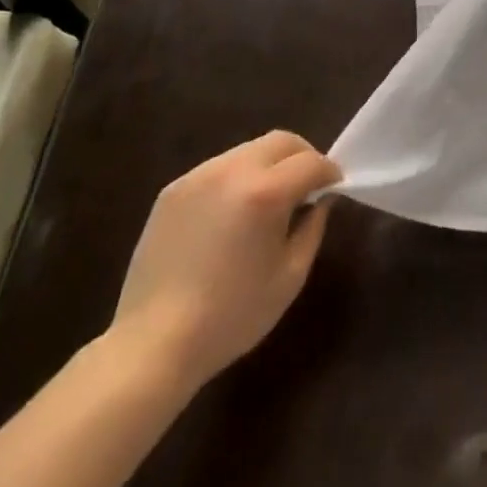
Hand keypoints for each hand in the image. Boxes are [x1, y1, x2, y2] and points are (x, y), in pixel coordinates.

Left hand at [108, 131, 340, 395]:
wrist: (152, 345)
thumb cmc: (231, 316)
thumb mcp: (289, 277)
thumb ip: (312, 228)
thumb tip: (320, 199)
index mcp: (264, 192)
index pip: (310, 162)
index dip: (329, 172)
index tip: (334, 188)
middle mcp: (232, 170)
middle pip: (281, 141)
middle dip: (302, 156)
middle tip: (307, 186)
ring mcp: (198, 175)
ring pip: (249, 150)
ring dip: (269, 165)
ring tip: (268, 200)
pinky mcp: (173, 188)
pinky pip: (218, 168)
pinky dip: (236, 178)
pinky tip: (231, 214)